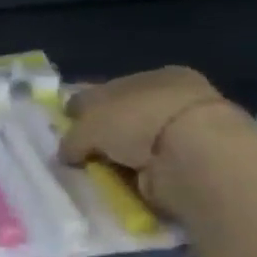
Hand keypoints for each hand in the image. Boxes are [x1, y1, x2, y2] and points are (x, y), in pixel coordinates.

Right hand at [58, 66, 243, 206]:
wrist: (192, 156)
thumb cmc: (137, 122)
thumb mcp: (87, 125)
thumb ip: (72, 138)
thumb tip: (67, 153)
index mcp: (155, 76)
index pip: (108, 90)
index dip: (81, 108)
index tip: (64, 127)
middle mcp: (173, 98)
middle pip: (121, 117)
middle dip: (100, 135)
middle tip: (76, 153)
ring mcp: (186, 130)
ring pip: (136, 143)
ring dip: (118, 156)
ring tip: (95, 171)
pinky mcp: (192, 160)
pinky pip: (150, 167)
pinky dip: (134, 174)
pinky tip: (118, 181)